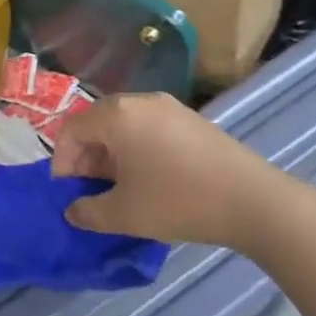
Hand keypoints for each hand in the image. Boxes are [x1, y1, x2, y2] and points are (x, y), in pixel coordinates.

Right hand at [52, 93, 288, 250]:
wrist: (253, 201)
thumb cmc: (178, 201)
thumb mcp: (124, 214)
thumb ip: (88, 212)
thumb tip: (73, 210)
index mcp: (116, 115)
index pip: (71, 130)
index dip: (61, 162)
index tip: (66, 193)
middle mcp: (139, 101)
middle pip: (96, 123)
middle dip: (86, 157)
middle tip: (89, 191)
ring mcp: (169, 107)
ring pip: (124, 126)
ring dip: (111, 155)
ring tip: (118, 189)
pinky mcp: (191, 119)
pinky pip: (149, 128)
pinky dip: (137, 150)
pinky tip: (149, 179)